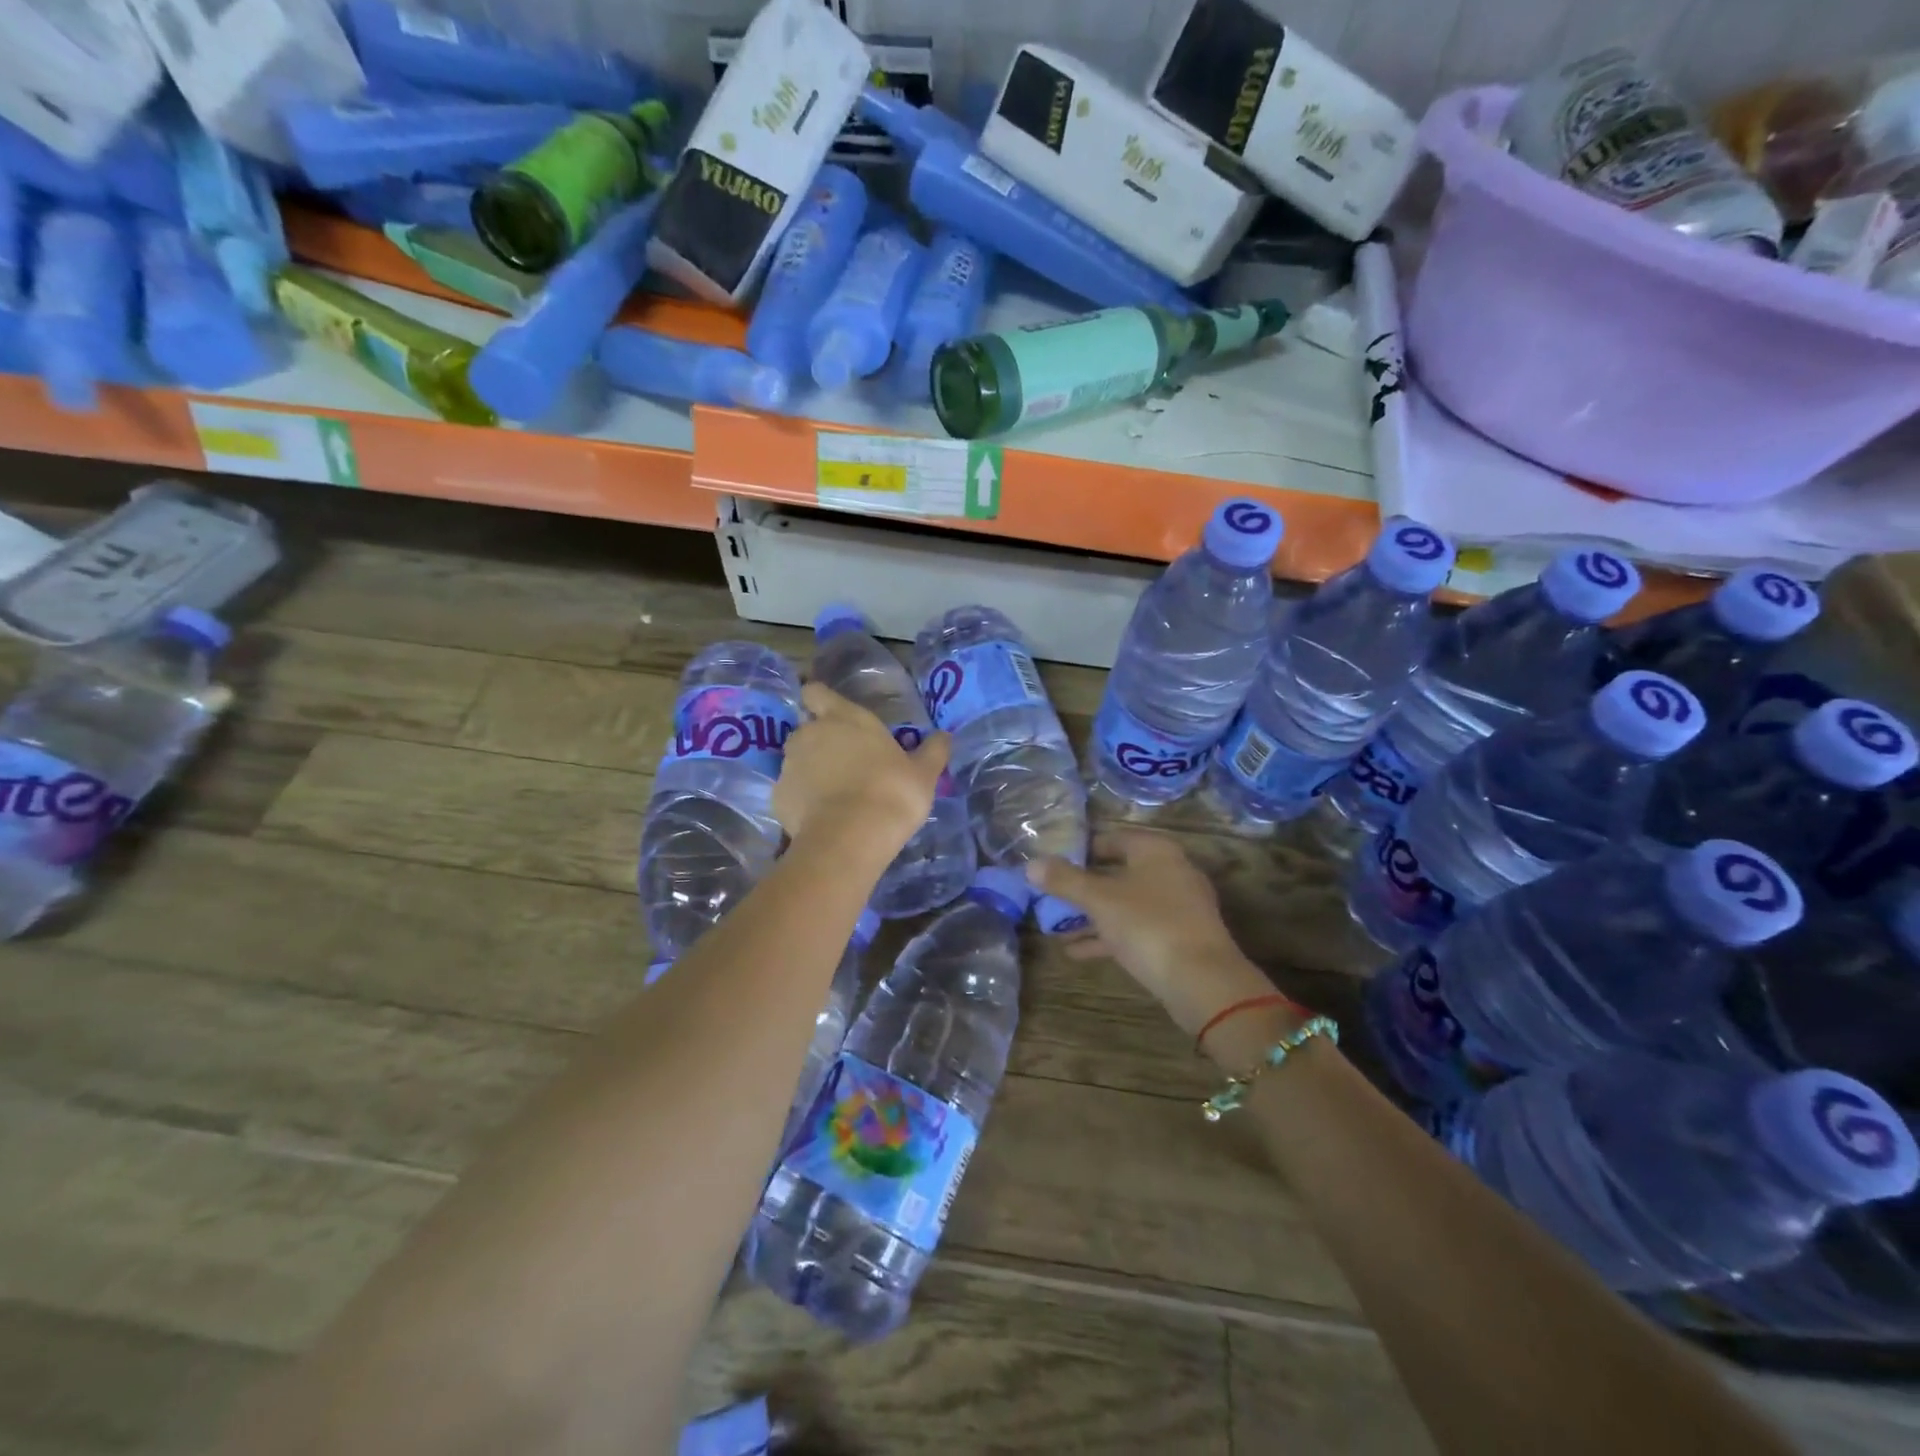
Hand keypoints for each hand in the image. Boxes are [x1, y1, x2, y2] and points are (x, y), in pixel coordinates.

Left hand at [773, 683, 949, 851]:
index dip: (822, 701)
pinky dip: (803, 801)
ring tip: (835, 797)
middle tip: (847, 765)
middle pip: (808, 729)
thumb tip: (944, 735)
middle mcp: (810, 733)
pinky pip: (791, 792)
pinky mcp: (778, 796)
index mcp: (843, 718)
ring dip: (811, 772)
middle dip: (821, 742)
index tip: (833, 716)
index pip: (816, 693)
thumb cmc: (892, 793)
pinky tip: (822, 819)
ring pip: (797, 761)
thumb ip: (933, 750)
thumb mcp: (924, 773)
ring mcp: (789, 765)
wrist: (851, 838)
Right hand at [1028, 829, 1277, 1038]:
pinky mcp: (1178, 937)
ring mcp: (1178, 906)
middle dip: (1083, 888)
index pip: (1112, 839)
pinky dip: (1108, 935)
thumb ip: (1064, 880)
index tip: (1052, 864)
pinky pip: (1136, 928)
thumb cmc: (1148, 925)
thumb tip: (1030, 864)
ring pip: (1125, 904)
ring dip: (1092, 915)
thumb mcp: (1099, 900)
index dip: (1080, 850)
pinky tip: (1076, 951)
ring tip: (1055, 928)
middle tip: (1050, 897)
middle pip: (1118, 873)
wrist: (1203, 981)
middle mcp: (1171, 871)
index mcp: (1155, 850)